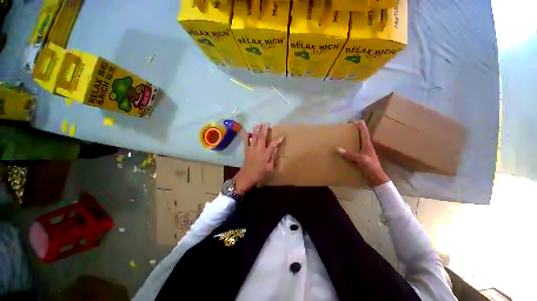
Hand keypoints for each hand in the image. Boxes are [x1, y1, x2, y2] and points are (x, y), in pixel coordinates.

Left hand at [234, 123, 284, 194]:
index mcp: (265, 154)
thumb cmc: (259, 173)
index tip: (282, 135)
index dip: (278, 140)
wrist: (247, 176)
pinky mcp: (246, 149)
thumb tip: (276, 149)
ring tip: (259, 124)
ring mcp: (251, 148)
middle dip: (264, 129)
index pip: (273, 145)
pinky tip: (248, 132)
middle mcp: (258, 149)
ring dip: (256, 129)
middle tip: (266, 124)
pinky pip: (246, 140)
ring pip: (254, 136)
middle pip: (262, 137)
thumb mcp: (269, 167)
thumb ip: (273, 157)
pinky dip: (247, 135)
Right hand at [337, 120, 388, 187]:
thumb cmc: (371, 168)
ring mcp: (363, 154)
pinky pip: (353, 152)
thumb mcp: (361, 160)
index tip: (355, 120)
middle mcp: (366, 148)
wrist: (376, 180)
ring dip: (352, 140)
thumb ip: (349, 155)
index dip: (361, 126)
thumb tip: (337, 149)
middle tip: (346, 129)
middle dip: (355, 132)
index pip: (365, 133)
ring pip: (357, 144)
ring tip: (343, 138)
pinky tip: (343, 151)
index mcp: (368, 146)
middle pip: (361, 137)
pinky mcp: (361, 160)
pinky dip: (349, 150)